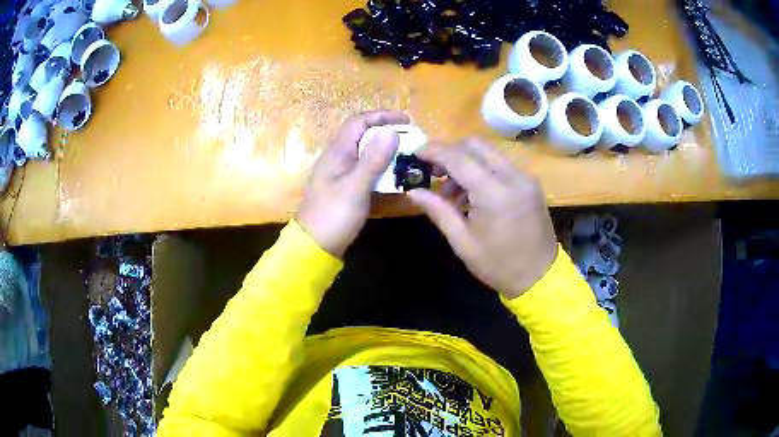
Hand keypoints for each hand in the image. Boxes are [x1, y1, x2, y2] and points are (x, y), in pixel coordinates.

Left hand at [296, 110, 408, 257]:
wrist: (315, 246)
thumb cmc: (334, 215)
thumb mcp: (356, 187)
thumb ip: (373, 160)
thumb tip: (391, 132)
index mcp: (337, 152)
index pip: (359, 122)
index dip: (382, 117)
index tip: (406, 121)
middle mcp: (338, 158)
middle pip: (363, 136)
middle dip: (387, 134)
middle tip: (411, 140)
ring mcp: (341, 173)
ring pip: (366, 154)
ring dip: (386, 152)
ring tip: (407, 157)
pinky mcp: (346, 188)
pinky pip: (366, 171)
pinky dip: (381, 169)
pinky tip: (395, 177)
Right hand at [408, 139, 557, 297]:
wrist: (540, 276)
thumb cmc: (499, 265)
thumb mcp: (463, 242)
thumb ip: (438, 211)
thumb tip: (412, 191)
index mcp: (495, 194)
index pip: (459, 159)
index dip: (434, 152)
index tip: (415, 153)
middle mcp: (513, 177)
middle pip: (475, 145)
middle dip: (450, 152)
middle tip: (433, 172)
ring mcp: (525, 177)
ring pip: (489, 152)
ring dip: (466, 161)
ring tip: (451, 192)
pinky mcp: (530, 183)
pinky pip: (501, 164)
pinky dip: (482, 169)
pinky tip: (472, 193)